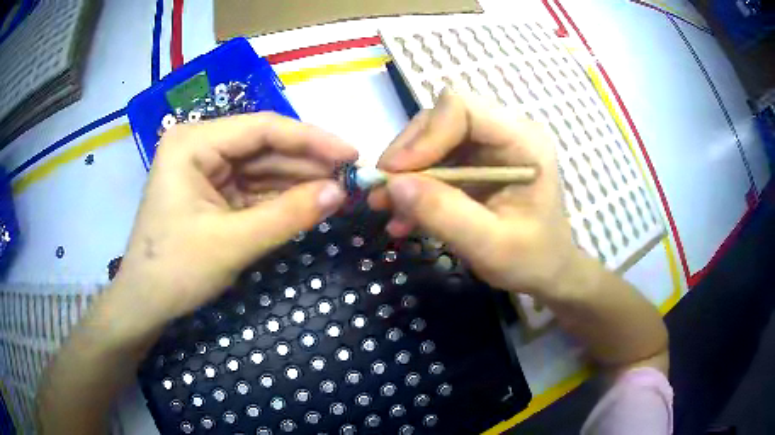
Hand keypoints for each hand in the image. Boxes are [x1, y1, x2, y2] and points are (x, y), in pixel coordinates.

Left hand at [112, 114, 356, 330]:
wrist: (145, 303)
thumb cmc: (175, 270)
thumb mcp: (233, 243)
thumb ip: (288, 215)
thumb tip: (341, 193)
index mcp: (193, 142)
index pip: (262, 129)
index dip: (312, 139)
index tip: (352, 154)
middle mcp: (200, 146)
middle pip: (264, 146)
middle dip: (307, 162)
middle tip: (351, 176)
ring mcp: (206, 169)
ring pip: (262, 167)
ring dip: (298, 180)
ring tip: (338, 190)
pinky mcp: (213, 193)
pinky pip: (254, 188)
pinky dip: (281, 197)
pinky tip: (310, 201)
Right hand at [369, 90, 578, 295]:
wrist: (546, 269)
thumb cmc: (531, 259)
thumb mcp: (490, 246)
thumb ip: (444, 214)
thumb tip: (393, 185)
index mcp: (523, 141)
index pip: (463, 108)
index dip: (425, 136)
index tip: (396, 174)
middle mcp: (505, 132)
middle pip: (440, 119)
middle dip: (407, 155)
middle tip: (383, 193)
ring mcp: (488, 145)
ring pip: (431, 138)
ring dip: (405, 173)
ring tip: (387, 208)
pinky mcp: (474, 160)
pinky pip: (434, 160)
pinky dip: (414, 185)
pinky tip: (403, 216)